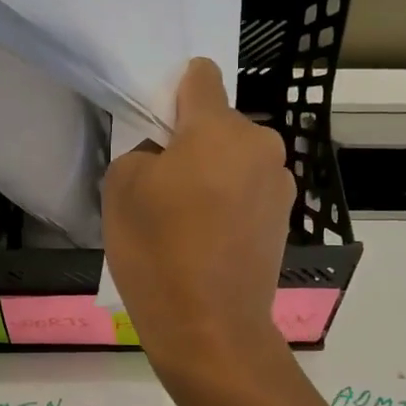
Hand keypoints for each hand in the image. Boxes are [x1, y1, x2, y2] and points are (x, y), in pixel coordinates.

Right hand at [103, 58, 296, 381]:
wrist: (210, 329)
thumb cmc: (158, 253)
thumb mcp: (120, 189)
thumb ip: (142, 151)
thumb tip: (166, 156)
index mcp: (219, 128)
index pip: (200, 76)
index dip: (175, 92)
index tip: (158, 126)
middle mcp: (260, 145)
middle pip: (219, 124)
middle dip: (193, 142)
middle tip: (165, 187)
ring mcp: (280, 185)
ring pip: (236, 161)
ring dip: (214, 175)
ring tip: (188, 222)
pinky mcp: (285, 220)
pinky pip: (249, 193)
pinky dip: (230, 205)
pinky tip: (209, 242)